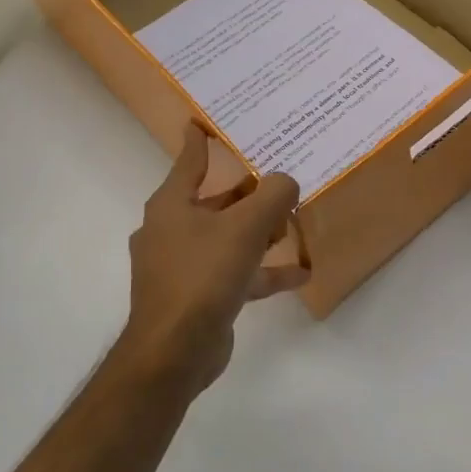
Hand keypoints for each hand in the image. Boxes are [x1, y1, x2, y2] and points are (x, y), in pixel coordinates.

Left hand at [118, 123, 307, 396]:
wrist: (174, 350)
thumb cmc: (203, 275)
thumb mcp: (245, 227)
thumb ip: (272, 196)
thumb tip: (285, 181)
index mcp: (172, 205)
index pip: (189, 161)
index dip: (199, 140)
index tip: (202, 121)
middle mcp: (172, 230)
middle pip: (216, 202)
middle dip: (248, 194)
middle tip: (278, 180)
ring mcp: (182, 265)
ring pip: (227, 238)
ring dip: (259, 233)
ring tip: (292, 226)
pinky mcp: (197, 295)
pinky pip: (234, 273)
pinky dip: (262, 271)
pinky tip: (299, 274)